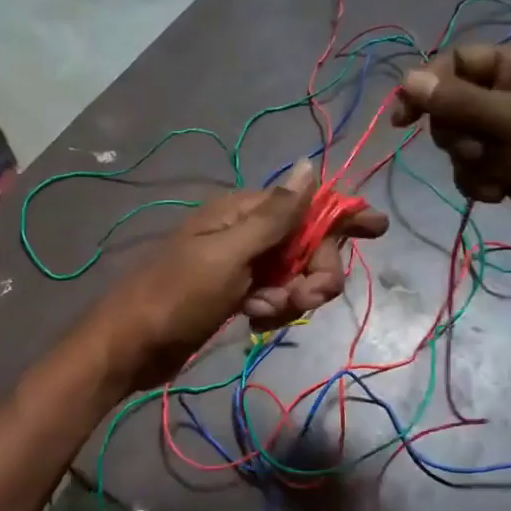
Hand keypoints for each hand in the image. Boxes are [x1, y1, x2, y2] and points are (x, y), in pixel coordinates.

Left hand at [92, 160, 388, 389]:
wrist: (132, 346)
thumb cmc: (178, 295)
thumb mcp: (228, 254)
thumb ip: (274, 215)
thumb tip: (309, 165)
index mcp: (242, 212)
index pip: (306, 204)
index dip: (341, 215)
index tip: (377, 229)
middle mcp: (246, 234)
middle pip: (308, 244)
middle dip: (316, 272)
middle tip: (305, 299)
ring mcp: (241, 267)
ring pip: (295, 275)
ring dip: (293, 297)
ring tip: (266, 313)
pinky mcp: (237, 296)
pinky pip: (275, 297)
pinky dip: (273, 310)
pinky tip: (255, 321)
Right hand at [391, 45, 510, 271]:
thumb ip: (464, 103)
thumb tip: (406, 80)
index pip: (462, 62)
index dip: (430, 84)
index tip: (404, 117)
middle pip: (454, 104)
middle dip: (456, 133)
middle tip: (476, 150)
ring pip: (459, 143)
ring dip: (469, 163)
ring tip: (499, 177)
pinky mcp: (509, 172)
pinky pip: (472, 171)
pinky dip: (479, 183)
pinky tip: (501, 195)